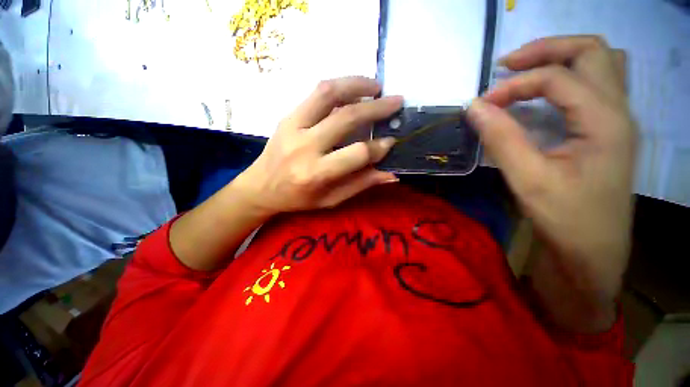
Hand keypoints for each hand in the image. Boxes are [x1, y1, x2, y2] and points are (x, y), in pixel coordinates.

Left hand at [236, 77, 400, 214]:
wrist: (260, 187)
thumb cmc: (297, 199)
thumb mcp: (331, 200)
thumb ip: (360, 184)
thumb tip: (390, 174)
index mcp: (316, 173)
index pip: (356, 154)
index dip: (379, 147)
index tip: (392, 142)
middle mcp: (304, 147)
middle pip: (346, 118)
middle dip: (376, 108)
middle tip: (396, 101)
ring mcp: (293, 126)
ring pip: (327, 94)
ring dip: (356, 85)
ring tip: (376, 86)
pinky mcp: (287, 116)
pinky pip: (315, 94)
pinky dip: (339, 87)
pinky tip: (353, 89)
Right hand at [467, 36, 636, 330]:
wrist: (592, 252)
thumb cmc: (565, 219)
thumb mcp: (528, 179)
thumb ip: (500, 138)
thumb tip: (474, 107)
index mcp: (605, 121)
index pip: (557, 78)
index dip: (514, 85)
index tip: (482, 104)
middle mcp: (618, 111)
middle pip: (591, 51)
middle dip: (546, 50)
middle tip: (507, 66)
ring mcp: (617, 120)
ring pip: (600, 64)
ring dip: (561, 59)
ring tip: (525, 73)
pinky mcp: (608, 132)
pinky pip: (594, 86)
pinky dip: (566, 79)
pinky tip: (543, 97)